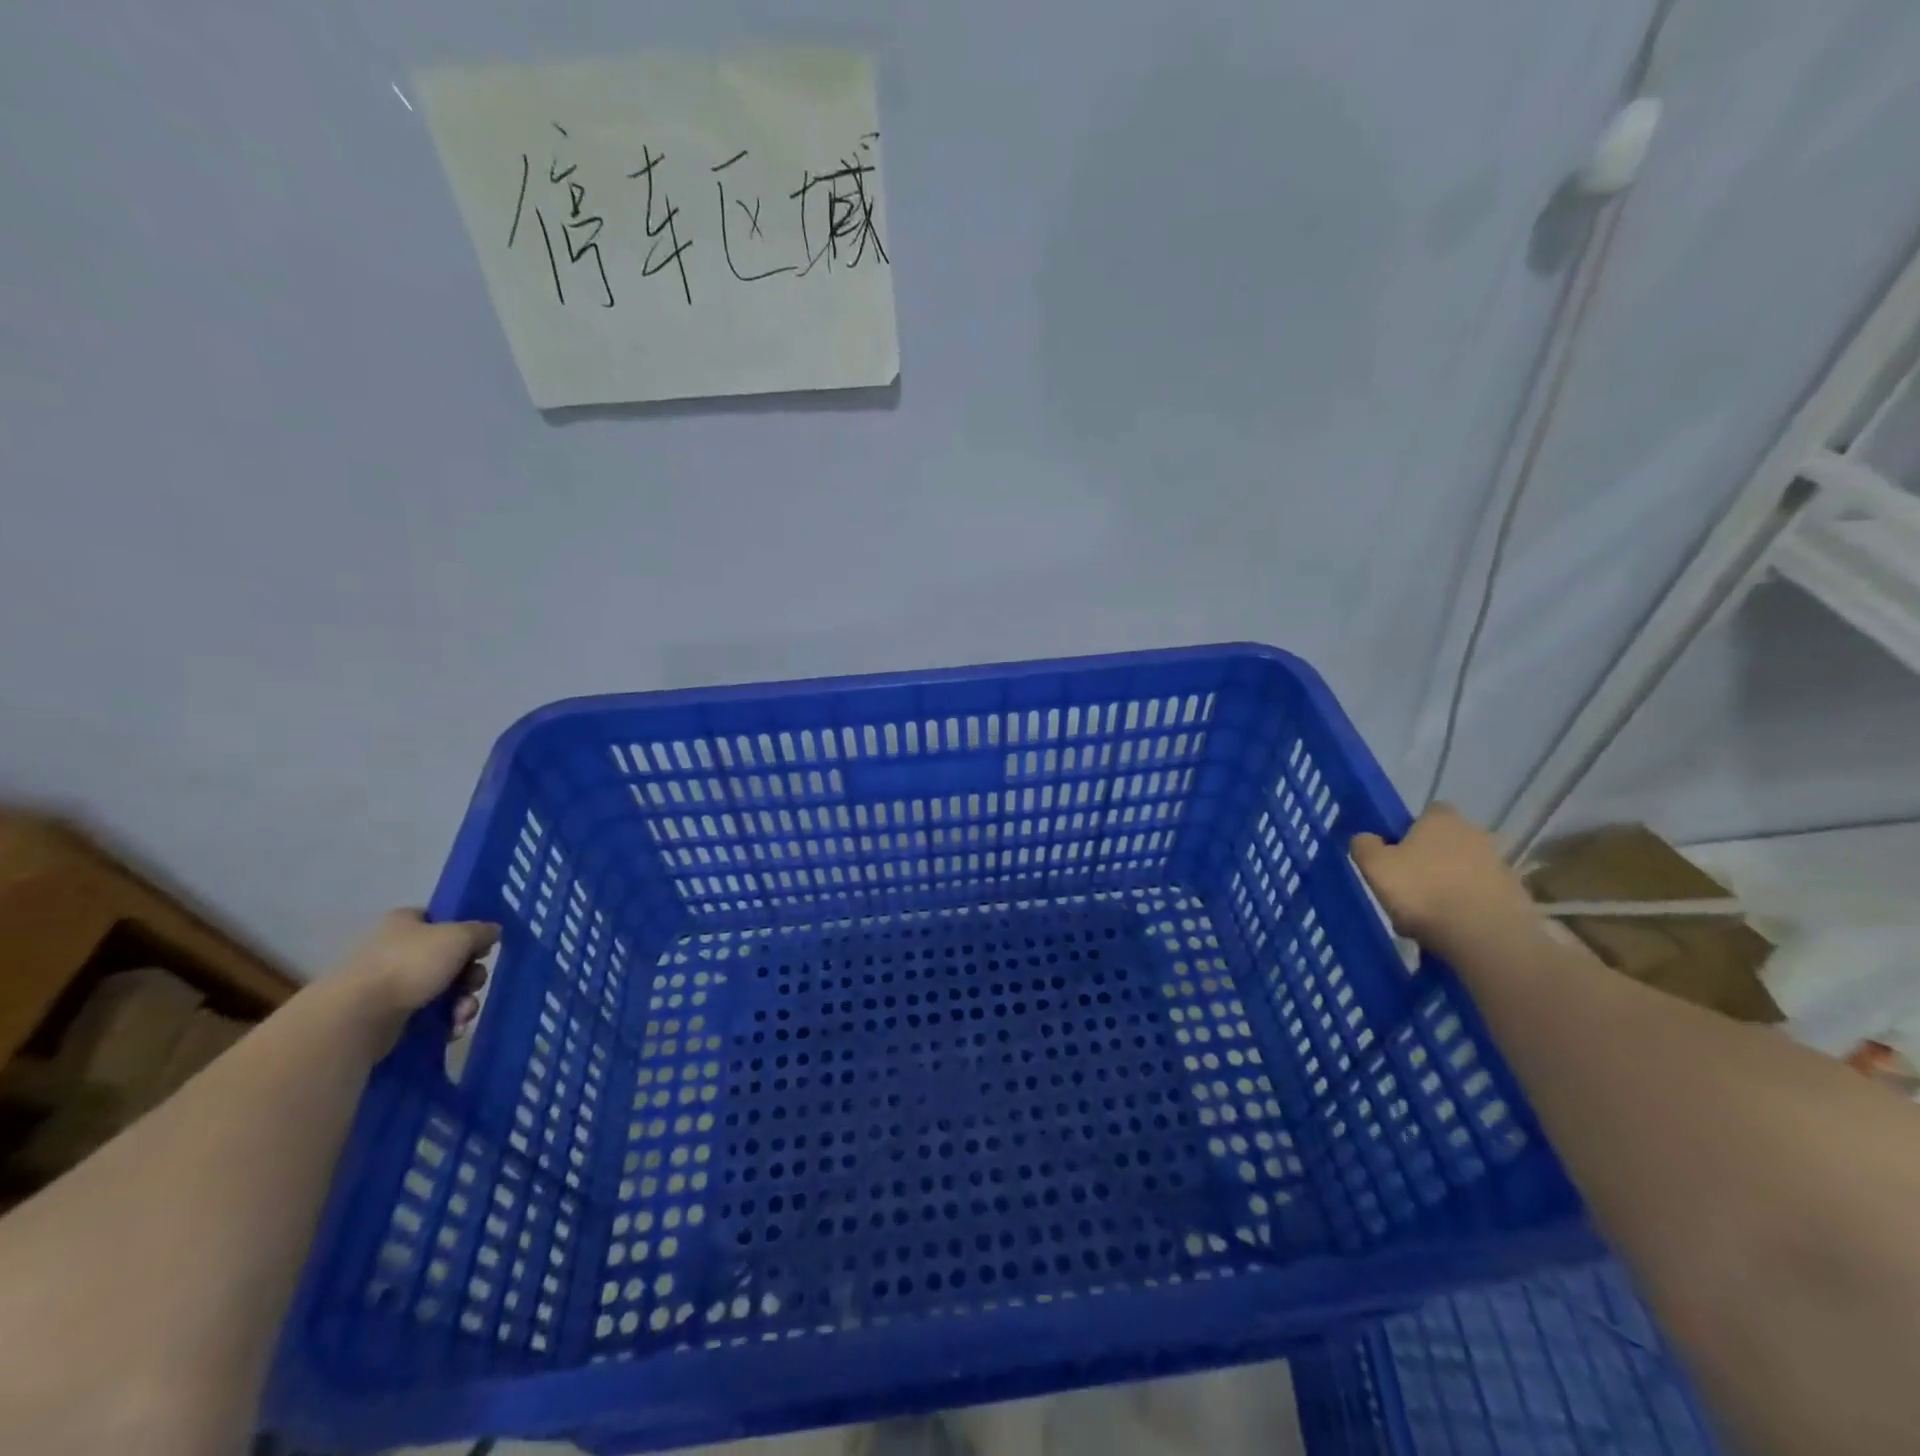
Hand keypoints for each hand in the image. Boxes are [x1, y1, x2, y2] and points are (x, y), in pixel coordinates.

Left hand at [334, 909, 498, 1046]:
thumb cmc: (411, 964)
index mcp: (405, 922)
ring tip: (462, 1014)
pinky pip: (429, 1014)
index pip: (441, 920)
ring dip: (463, 1002)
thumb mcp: (460, 937)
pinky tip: (452, 1029)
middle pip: (449, 958)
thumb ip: (482, 931)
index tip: (481, 948)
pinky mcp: (389, 1015)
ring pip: (443, 988)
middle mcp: (396, 949)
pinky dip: (445, 1020)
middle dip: (470, 976)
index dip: (466, 933)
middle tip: (474, 984)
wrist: (360, 1016)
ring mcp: (391, 984)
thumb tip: (493, 932)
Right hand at [1350, 804, 1535, 950]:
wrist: (1486, 936)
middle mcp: (1476, 834)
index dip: (1413, 829)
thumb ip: (1365, 846)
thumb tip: (1367, 839)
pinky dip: (1466, 909)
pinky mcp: (1515, 897)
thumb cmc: (1423, 891)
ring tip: (1427, 918)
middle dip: (1431, 861)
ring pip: (1463, 872)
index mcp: (1442, 820)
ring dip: (1448, 887)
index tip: (1398, 852)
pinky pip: (1481, 898)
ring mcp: (1500, 866)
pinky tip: (1450, 931)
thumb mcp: (1375, 866)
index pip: (1430, 812)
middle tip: (1409, 888)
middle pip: (1448, 843)